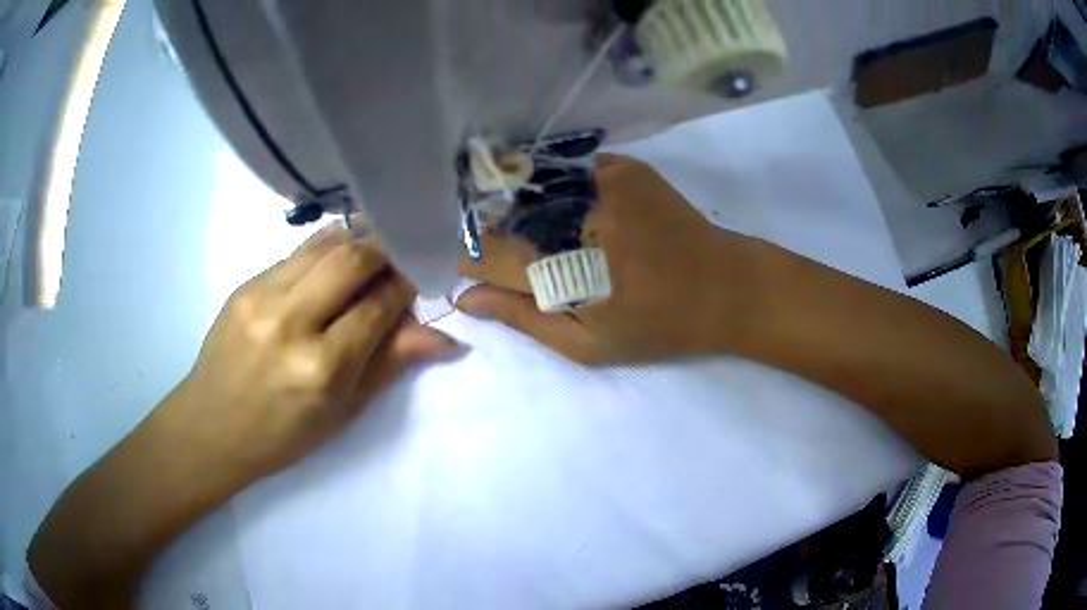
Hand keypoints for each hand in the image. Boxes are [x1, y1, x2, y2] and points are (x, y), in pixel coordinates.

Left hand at [173, 223, 462, 481]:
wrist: (211, 427)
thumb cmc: (282, 436)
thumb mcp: (342, 413)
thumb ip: (389, 365)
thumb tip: (444, 339)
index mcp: (321, 368)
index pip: (378, 305)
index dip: (406, 287)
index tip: (420, 281)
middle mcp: (291, 322)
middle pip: (352, 259)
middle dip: (387, 251)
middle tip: (401, 259)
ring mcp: (262, 296)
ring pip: (324, 244)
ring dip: (357, 242)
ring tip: (372, 255)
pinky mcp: (245, 284)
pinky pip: (296, 253)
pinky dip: (325, 251)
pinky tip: (333, 265)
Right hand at [457, 154, 768, 363]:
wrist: (725, 287)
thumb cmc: (656, 326)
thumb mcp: (587, 343)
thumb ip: (522, 318)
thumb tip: (465, 296)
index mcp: (560, 267)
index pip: (484, 253)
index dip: (465, 259)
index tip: (463, 268)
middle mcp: (572, 214)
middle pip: (500, 214)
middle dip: (487, 231)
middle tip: (497, 250)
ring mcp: (599, 182)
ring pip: (528, 185)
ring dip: (515, 205)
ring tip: (525, 227)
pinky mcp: (622, 167)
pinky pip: (566, 169)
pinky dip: (553, 185)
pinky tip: (560, 205)